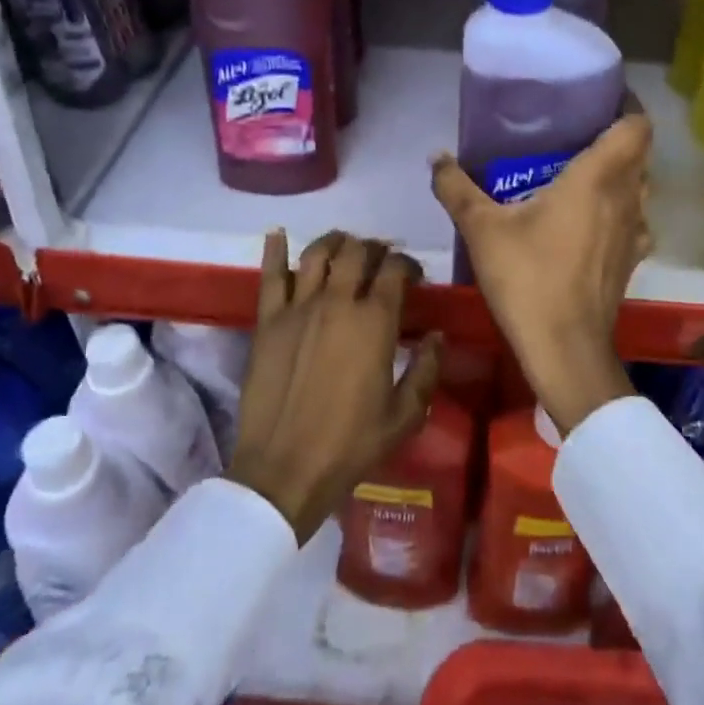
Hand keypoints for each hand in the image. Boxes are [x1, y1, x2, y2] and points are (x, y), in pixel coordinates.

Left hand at [228, 230, 441, 543]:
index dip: (407, 263)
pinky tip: (279, 234)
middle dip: (374, 248)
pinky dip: (276, 250)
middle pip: (357, 252)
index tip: (413, 275)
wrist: (284, 470)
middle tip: (379, 260)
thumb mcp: (404, 416)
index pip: (394, 269)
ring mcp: (298, 307)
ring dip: (336, 242)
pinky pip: (271, 275)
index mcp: (375, 321)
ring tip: (344, 245)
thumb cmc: (350, 445)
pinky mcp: (267, 320)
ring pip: (318, 253)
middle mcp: (338, 302)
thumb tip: (436, 335)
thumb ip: (426, 370)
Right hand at [431, 114, 652, 436]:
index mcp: (599, 178)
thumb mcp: (482, 229)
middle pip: (639, 153)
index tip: (598, 97)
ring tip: (581, 170)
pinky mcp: (631, 260)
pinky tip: (589, 219)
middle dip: (615, 136)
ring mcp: (635, 232)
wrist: (565, 349)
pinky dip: (619, 209)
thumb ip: (457, 188)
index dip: (626, 105)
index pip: (636, 125)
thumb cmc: (528, 278)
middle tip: (575, 131)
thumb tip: (436, 157)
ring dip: (620, 173)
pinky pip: (634, 219)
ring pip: (640, 187)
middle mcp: (627, 198)